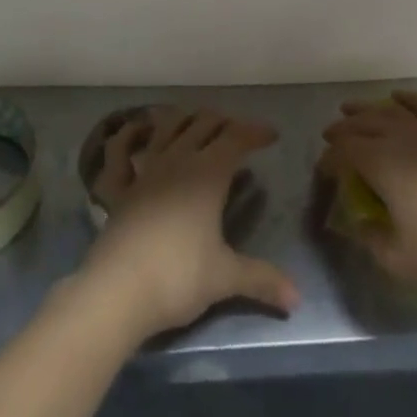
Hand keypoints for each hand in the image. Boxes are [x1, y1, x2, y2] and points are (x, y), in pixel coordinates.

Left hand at [79, 107, 297, 340]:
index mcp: (207, 174)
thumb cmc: (178, 277)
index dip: (255, 132)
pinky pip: (119, 151)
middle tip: (237, 131)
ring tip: (195, 120)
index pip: (236, 139)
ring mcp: (144, 170)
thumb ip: (261, 279)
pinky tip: (134, 129)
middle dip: (223, 121)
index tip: (271, 135)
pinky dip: (128, 136)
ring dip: (183, 118)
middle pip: (203, 125)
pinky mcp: (118, 187)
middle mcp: (177, 160)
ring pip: (166, 127)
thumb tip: (298, 297)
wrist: (118, 290)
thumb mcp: (225, 278)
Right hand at [321, 91, 416, 305]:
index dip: (329, 158)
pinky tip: (400, 98)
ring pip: (393, 112)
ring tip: (354, 109)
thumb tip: (359, 224)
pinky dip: (411, 101)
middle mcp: (404, 139)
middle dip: (344, 128)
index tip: (322, 170)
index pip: (345, 152)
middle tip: (332, 135)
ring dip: (369, 109)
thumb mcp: (400, 262)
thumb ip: (372, 240)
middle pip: (366, 124)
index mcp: (383, 165)